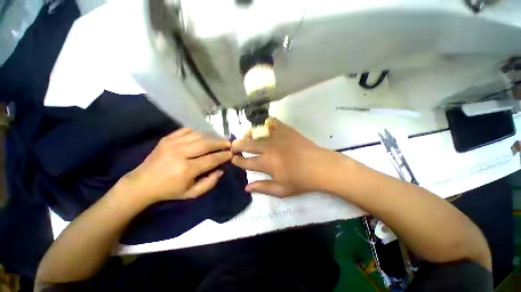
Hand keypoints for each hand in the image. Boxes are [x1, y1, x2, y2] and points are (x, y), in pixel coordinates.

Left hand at [123, 128, 231, 203]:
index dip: (223, 156)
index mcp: (187, 169)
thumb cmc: (169, 190)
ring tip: (219, 139)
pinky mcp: (167, 138)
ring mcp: (172, 143)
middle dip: (221, 142)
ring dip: (212, 136)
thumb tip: (221, 170)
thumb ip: (209, 183)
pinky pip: (187, 130)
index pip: (212, 159)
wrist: (142, 183)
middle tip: (229, 143)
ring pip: (199, 135)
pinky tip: (204, 135)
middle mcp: (181, 153)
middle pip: (206, 144)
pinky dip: (198, 131)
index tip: (231, 153)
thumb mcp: (191, 193)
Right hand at [231, 118, 345, 196]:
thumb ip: (262, 188)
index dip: (237, 161)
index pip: (246, 161)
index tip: (233, 159)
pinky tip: (264, 128)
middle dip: (237, 145)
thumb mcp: (281, 190)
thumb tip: (246, 188)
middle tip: (233, 146)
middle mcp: (268, 148)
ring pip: (256, 131)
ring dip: (248, 134)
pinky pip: (272, 122)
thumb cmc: (301, 181)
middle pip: (247, 144)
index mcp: (267, 163)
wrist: (321, 167)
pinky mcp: (286, 130)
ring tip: (246, 137)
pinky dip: (265, 124)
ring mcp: (277, 137)